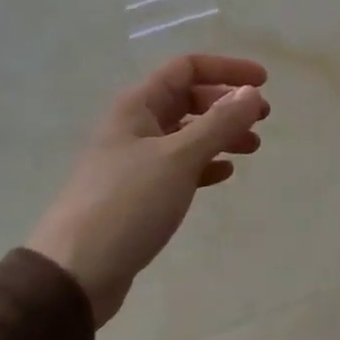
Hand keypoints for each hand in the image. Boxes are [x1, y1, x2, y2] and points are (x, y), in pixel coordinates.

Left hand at [28, 54, 269, 326]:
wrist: (76, 271)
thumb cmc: (127, 204)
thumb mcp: (178, 158)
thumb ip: (219, 123)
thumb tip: (252, 92)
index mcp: (138, 106)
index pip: (187, 68)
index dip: (227, 70)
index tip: (264, 82)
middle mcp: (135, 126)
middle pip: (188, 99)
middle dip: (227, 104)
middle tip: (263, 119)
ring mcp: (135, 160)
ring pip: (187, 134)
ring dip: (221, 135)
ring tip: (252, 148)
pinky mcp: (139, 193)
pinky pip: (180, 166)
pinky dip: (205, 165)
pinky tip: (224, 174)